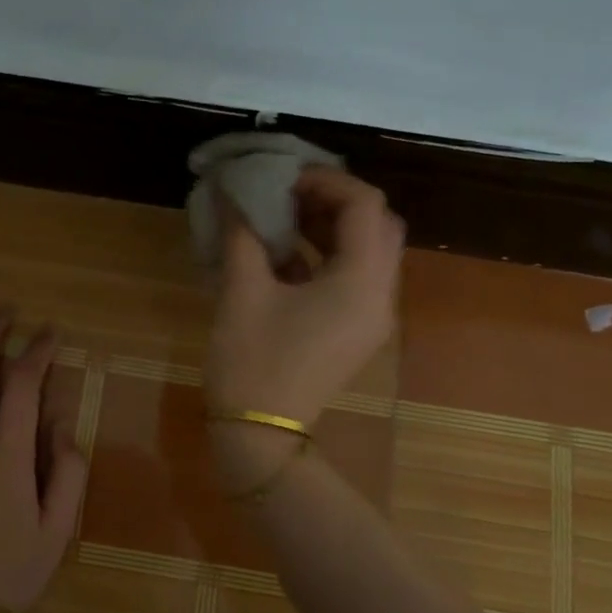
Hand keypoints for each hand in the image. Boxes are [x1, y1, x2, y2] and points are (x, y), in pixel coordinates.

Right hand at [204, 168, 403, 484]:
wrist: (260, 434)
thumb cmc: (252, 361)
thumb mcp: (242, 291)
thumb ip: (242, 232)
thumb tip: (231, 189)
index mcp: (361, 281)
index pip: (365, 205)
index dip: (325, 180)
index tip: (282, 177)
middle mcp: (380, 295)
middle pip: (376, 225)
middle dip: (334, 200)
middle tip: (287, 194)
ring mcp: (371, 316)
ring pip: (367, 251)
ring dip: (330, 226)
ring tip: (281, 217)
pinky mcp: (354, 331)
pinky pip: (353, 278)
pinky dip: (326, 255)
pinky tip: (282, 254)